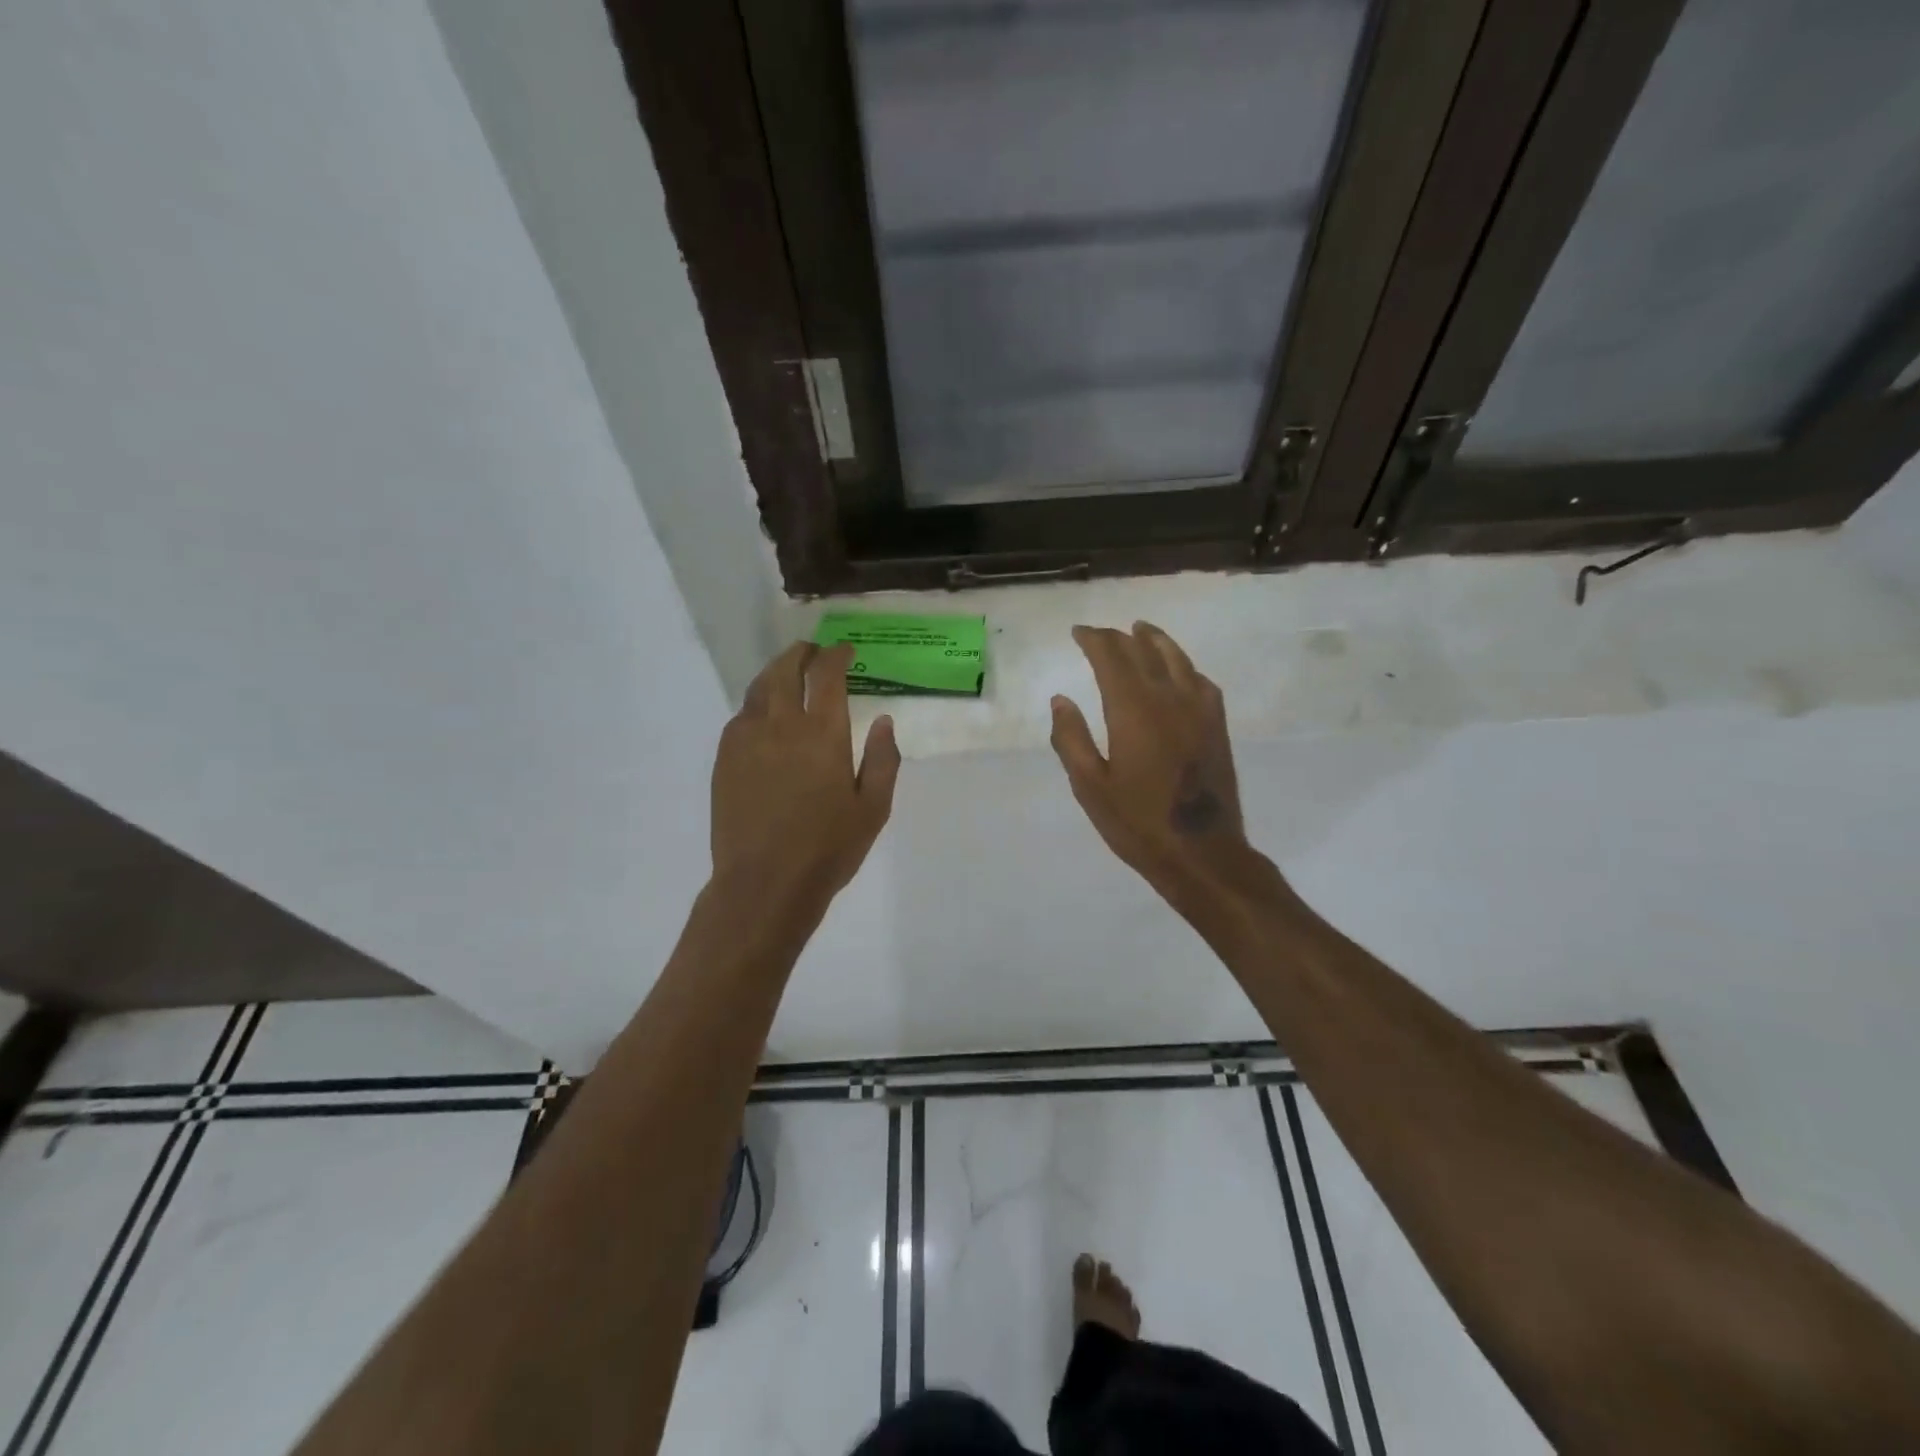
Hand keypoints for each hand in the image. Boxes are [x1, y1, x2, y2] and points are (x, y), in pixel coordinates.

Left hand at [711, 642, 900, 908]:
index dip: (836, 655)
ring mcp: (746, 739)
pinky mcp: (724, 758)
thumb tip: (883, 721)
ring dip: (776, 672)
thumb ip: (883, 760)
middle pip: (785, 670)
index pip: (826, 674)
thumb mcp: (873, 809)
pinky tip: (764, 716)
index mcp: (822, 733)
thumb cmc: (828, 849)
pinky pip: (741, 716)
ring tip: (788, 674)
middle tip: (813, 652)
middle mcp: (781, 725)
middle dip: (801, 654)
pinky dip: (757, 703)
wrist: (765, 883)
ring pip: (758, 688)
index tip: (845, 651)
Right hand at [1050, 623, 1253, 902]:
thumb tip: (1061, 699)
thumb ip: (1071, 738)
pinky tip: (1179, 671)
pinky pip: (1200, 680)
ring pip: (1177, 659)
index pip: (1112, 657)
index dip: (1094, 639)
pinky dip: (1184, 666)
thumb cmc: (1137, 823)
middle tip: (1100, 635)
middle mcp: (1169, 698)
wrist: (1203, 853)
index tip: (1078, 632)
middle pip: (1143, 651)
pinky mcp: (1218, 726)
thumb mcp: (1090, 786)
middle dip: (1119, 638)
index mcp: (1133, 710)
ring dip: (1155, 640)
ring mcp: (1199, 710)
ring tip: (1141, 630)